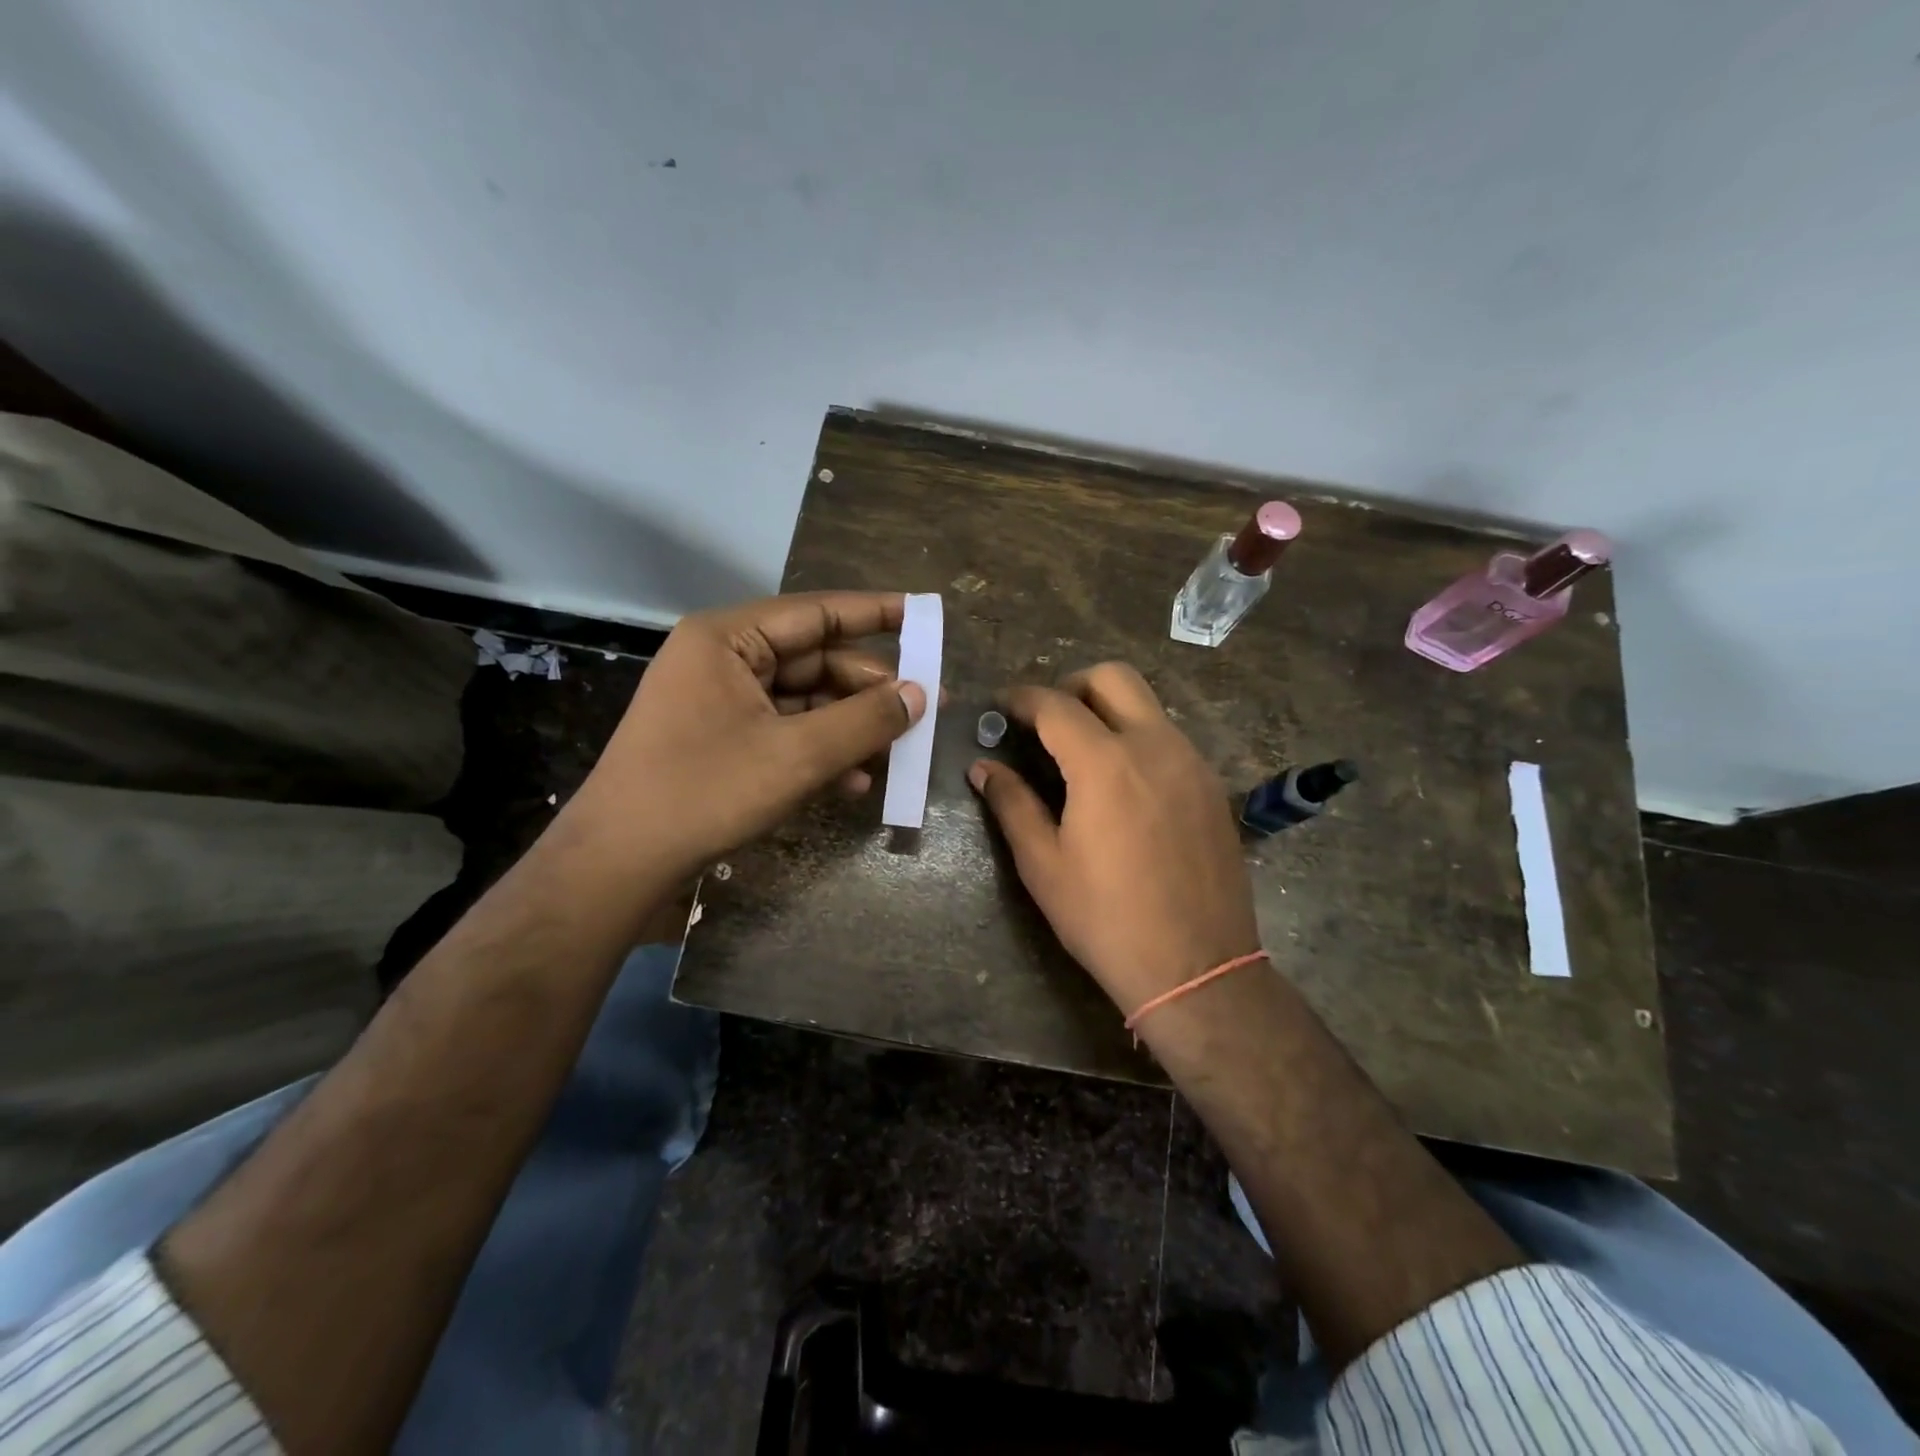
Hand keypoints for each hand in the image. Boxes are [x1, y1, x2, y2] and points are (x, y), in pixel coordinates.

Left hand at [571, 592, 925, 877]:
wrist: (620, 862)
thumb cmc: (706, 792)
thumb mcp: (797, 755)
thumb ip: (865, 720)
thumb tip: (920, 694)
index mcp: (729, 638)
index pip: (817, 612)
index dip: (876, 614)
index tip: (924, 617)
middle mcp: (723, 659)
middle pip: (814, 660)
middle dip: (869, 689)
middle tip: (925, 708)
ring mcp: (719, 701)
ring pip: (803, 701)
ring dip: (850, 727)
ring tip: (898, 752)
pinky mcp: (720, 739)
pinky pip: (784, 731)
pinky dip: (820, 751)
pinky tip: (856, 782)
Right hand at [967, 663, 1258, 1019]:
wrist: (1197, 968)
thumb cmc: (1106, 918)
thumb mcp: (1043, 864)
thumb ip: (1012, 804)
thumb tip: (983, 767)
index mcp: (1105, 762)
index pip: (1056, 704)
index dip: (1022, 698)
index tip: (1002, 707)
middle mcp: (1155, 746)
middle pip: (1113, 678)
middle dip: (1072, 686)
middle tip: (1046, 722)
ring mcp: (1192, 763)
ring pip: (1147, 705)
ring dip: (1108, 711)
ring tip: (1081, 755)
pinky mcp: (1212, 787)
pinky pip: (1170, 739)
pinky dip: (1138, 739)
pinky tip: (1123, 785)